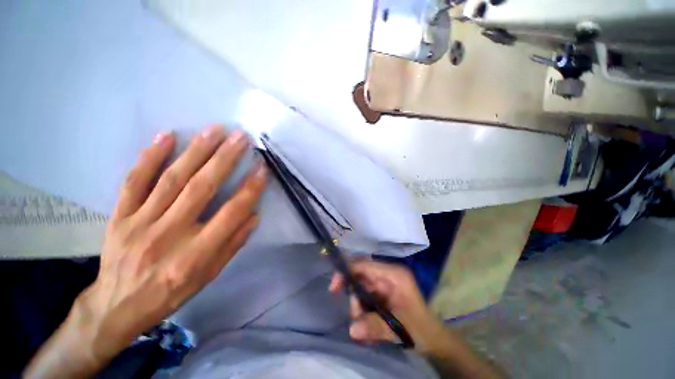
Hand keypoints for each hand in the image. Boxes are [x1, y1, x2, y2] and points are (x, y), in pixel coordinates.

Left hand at [25, 125, 266, 377]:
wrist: (117, 305)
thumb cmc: (170, 293)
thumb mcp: (210, 275)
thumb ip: (233, 244)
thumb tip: (254, 215)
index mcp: (195, 254)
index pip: (231, 213)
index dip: (250, 188)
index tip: (262, 168)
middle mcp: (169, 234)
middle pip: (201, 188)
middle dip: (225, 159)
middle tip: (240, 137)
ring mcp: (140, 223)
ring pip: (171, 179)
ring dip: (196, 151)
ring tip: (214, 130)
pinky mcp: (119, 216)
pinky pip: (134, 181)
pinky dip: (150, 157)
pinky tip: (166, 136)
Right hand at [329, 260, 444, 351]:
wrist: (433, 340)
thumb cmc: (422, 329)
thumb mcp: (400, 328)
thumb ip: (376, 327)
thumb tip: (352, 329)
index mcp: (393, 274)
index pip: (365, 265)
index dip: (347, 271)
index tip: (334, 287)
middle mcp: (386, 275)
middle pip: (359, 277)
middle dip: (354, 298)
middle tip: (356, 317)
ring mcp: (383, 285)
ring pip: (359, 290)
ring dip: (358, 310)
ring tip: (366, 332)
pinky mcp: (380, 294)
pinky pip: (364, 299)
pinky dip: (362, 314)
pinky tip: (368, 331)